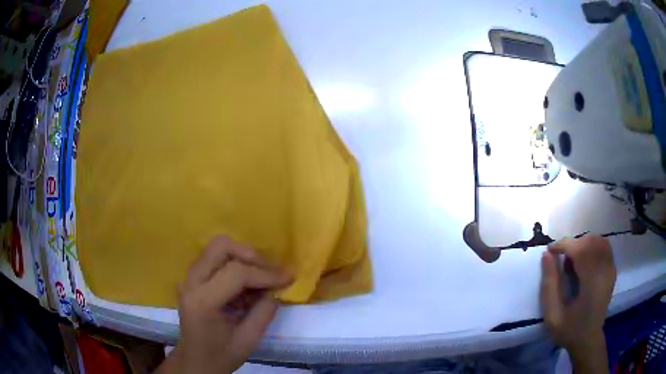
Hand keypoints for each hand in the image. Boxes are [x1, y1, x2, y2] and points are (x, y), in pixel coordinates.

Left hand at [157, 236, 291, 373]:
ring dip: (242, 258)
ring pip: (216, 248)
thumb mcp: (248, 340)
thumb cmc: (220, 355)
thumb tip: (278, 289)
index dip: (265, 273)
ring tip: (259, 279)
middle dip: (250, 255)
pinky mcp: (192, 278)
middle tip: (269, 272)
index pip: (235, 273)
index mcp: (202, 301)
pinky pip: (214, 258)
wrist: (195, 361)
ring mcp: (188, 278)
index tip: (288, 278)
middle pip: (220, 247)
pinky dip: (234, 264)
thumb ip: (264, 312)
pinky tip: (245, 286)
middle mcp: (191, 282)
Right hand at [540, 234, 615, 373]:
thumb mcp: (552, 315)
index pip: (579, 249)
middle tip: (560, 259)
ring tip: (572, 260)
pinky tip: (584, 260)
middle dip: (572, 244)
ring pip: (598, 240)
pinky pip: (604, 246)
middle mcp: (604, 270)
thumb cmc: (569, 330)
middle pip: (590, 241)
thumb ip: (549, 285)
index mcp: (591, 283)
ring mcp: (610, 268)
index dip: (563, 245)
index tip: (550, 251)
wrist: (588, 339)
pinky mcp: (612, 268)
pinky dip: (592, 246)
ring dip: (582, 244)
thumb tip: (546, 255)